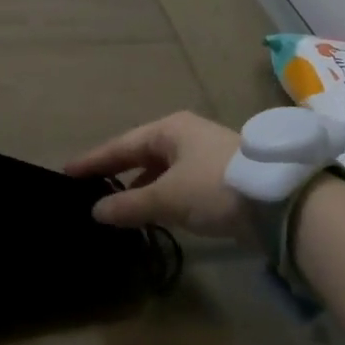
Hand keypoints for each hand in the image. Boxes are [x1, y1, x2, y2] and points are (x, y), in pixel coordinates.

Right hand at [64, 111, 244, 238]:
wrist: (277, 200)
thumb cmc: (215, 186)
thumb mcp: (167, 196)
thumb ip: (130, 205)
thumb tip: (96, 211)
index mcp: (170, 129)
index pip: (122, 144)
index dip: (94, 160)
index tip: (67, 172)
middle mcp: (185, 136)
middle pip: (141, 154)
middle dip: (115, 172)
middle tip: (86, 189)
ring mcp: (203, 157)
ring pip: (160, 171)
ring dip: (138, 188)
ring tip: (113, 208)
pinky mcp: (217, 179)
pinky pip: (176, 184)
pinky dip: (159, 197)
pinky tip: (149, 215)